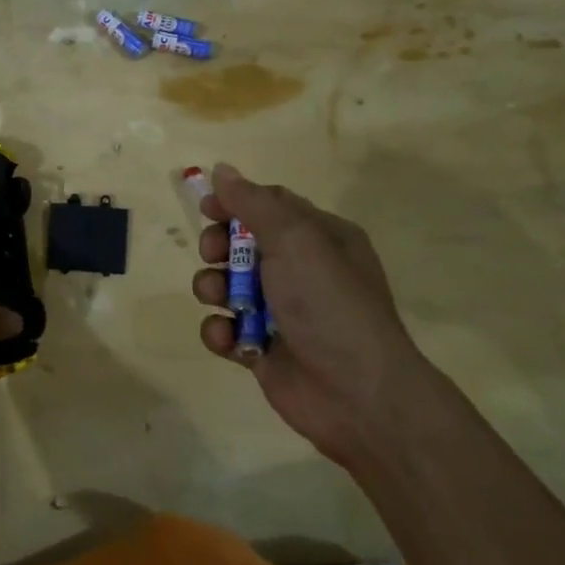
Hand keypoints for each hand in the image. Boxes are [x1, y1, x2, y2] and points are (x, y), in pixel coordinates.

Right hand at [190, 164, 419, 465]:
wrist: (357, 395)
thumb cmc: (329, 303)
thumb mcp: (296, 240)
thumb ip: (254, 203)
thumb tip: (222, 169)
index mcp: (320, 238)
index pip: (270, 205)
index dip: (236, 202)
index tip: (206, 208)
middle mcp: (302, 271)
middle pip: (243, 244)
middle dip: (219, 246)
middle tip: (213, 254)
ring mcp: (281, 312)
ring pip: (228, 286)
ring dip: (213, 288)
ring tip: (220, 299)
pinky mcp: (262, 349)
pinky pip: (227, 329)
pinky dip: (220, 332)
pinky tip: (228, 338)